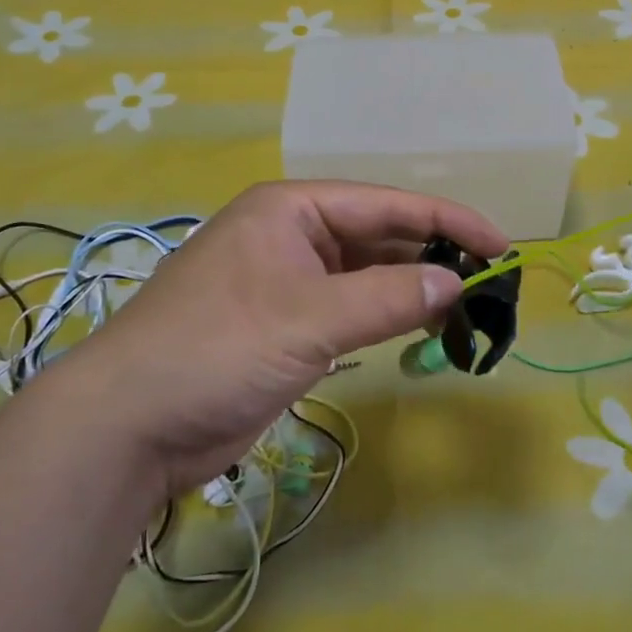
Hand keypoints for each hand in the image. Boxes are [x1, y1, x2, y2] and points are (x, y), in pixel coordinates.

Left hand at [57, 181, 506, 496]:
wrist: (129, 426)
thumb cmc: (217, 348)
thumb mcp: (309, 317)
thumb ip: (390, 296)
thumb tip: (458, 283)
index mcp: (292, 208)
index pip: (387, 204)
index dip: (449, 221)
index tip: (503, 246)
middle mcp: (292, 235)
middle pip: (380, 237)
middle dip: (434, 256)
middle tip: (493, 284)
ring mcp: (288, 282)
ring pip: (368, 276)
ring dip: (414, 289)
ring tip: (469, 309)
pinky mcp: (286, 327)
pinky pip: (351, 310)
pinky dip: (387, 317)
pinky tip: (422, 329)